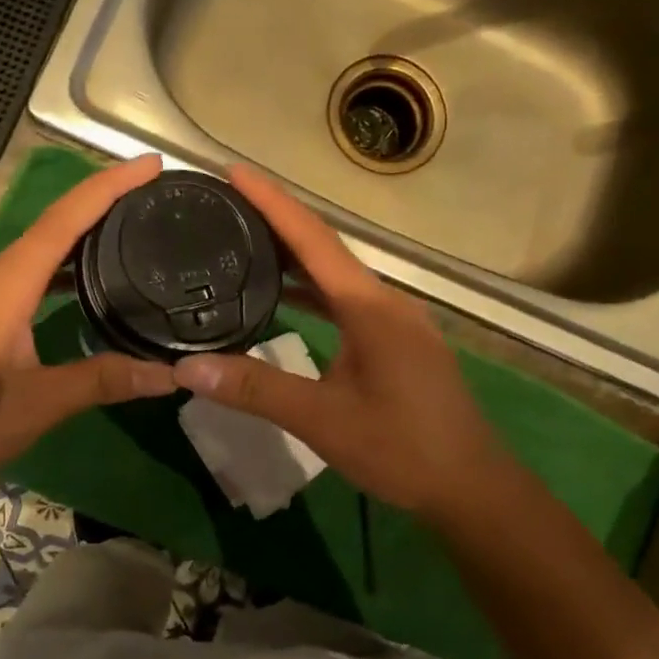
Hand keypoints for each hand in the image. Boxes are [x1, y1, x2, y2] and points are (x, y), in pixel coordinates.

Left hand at [0, 155, 177, 491]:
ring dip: (77, 240)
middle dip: (99, 205)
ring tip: (123, 238)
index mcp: (8, 284)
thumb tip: (173, 376)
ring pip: (35, 254)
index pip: (66, 219)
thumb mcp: (43, 401)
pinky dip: (56, 273)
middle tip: (148, 200)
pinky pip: (23, 279)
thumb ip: (105, 380)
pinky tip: (76, 292)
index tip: (151, 165)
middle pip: (51, 226)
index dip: (110, 186)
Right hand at [172, 164, 511, 526]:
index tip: (232, 173)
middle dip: (276, 222)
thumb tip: (188, 367)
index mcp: (369, 307)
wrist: (469, 486)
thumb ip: (256, 390)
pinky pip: (345, 300)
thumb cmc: (402, 448)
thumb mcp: (322, 420)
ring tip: (244, 242)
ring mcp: (394, 320)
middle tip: (226, 205)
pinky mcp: (395, 341)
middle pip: (324, 248)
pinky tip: (283, 298)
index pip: (313, 239)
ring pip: (336, 275)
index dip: (272, 203)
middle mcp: (384, 301)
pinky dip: (311, 291)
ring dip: (292, 257)